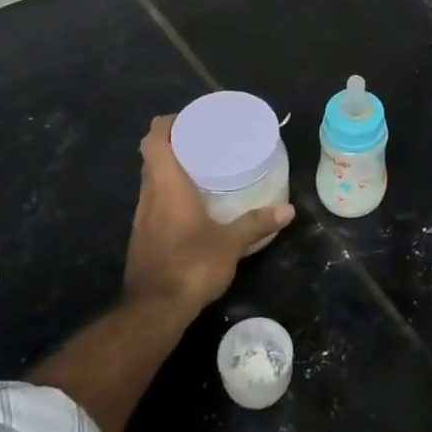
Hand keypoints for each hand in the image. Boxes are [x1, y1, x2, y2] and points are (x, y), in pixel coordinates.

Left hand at [123, 115, 293, 310]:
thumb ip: (256, 223)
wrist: (154, 311)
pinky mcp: (142, 237)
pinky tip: (192, 205)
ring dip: (171, 169)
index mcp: (166, 185)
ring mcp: (142, 218)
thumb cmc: (191, 265)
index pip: (153, 140)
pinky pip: (154, 202)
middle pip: (151, 157)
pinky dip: (169, 193)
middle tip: (204, 141)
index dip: (167, 123)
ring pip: (152, 180)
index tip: (190, 120)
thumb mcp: (231, 243)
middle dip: (174, 143)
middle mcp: (148, 196)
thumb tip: (289, 210)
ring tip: (202, 168)